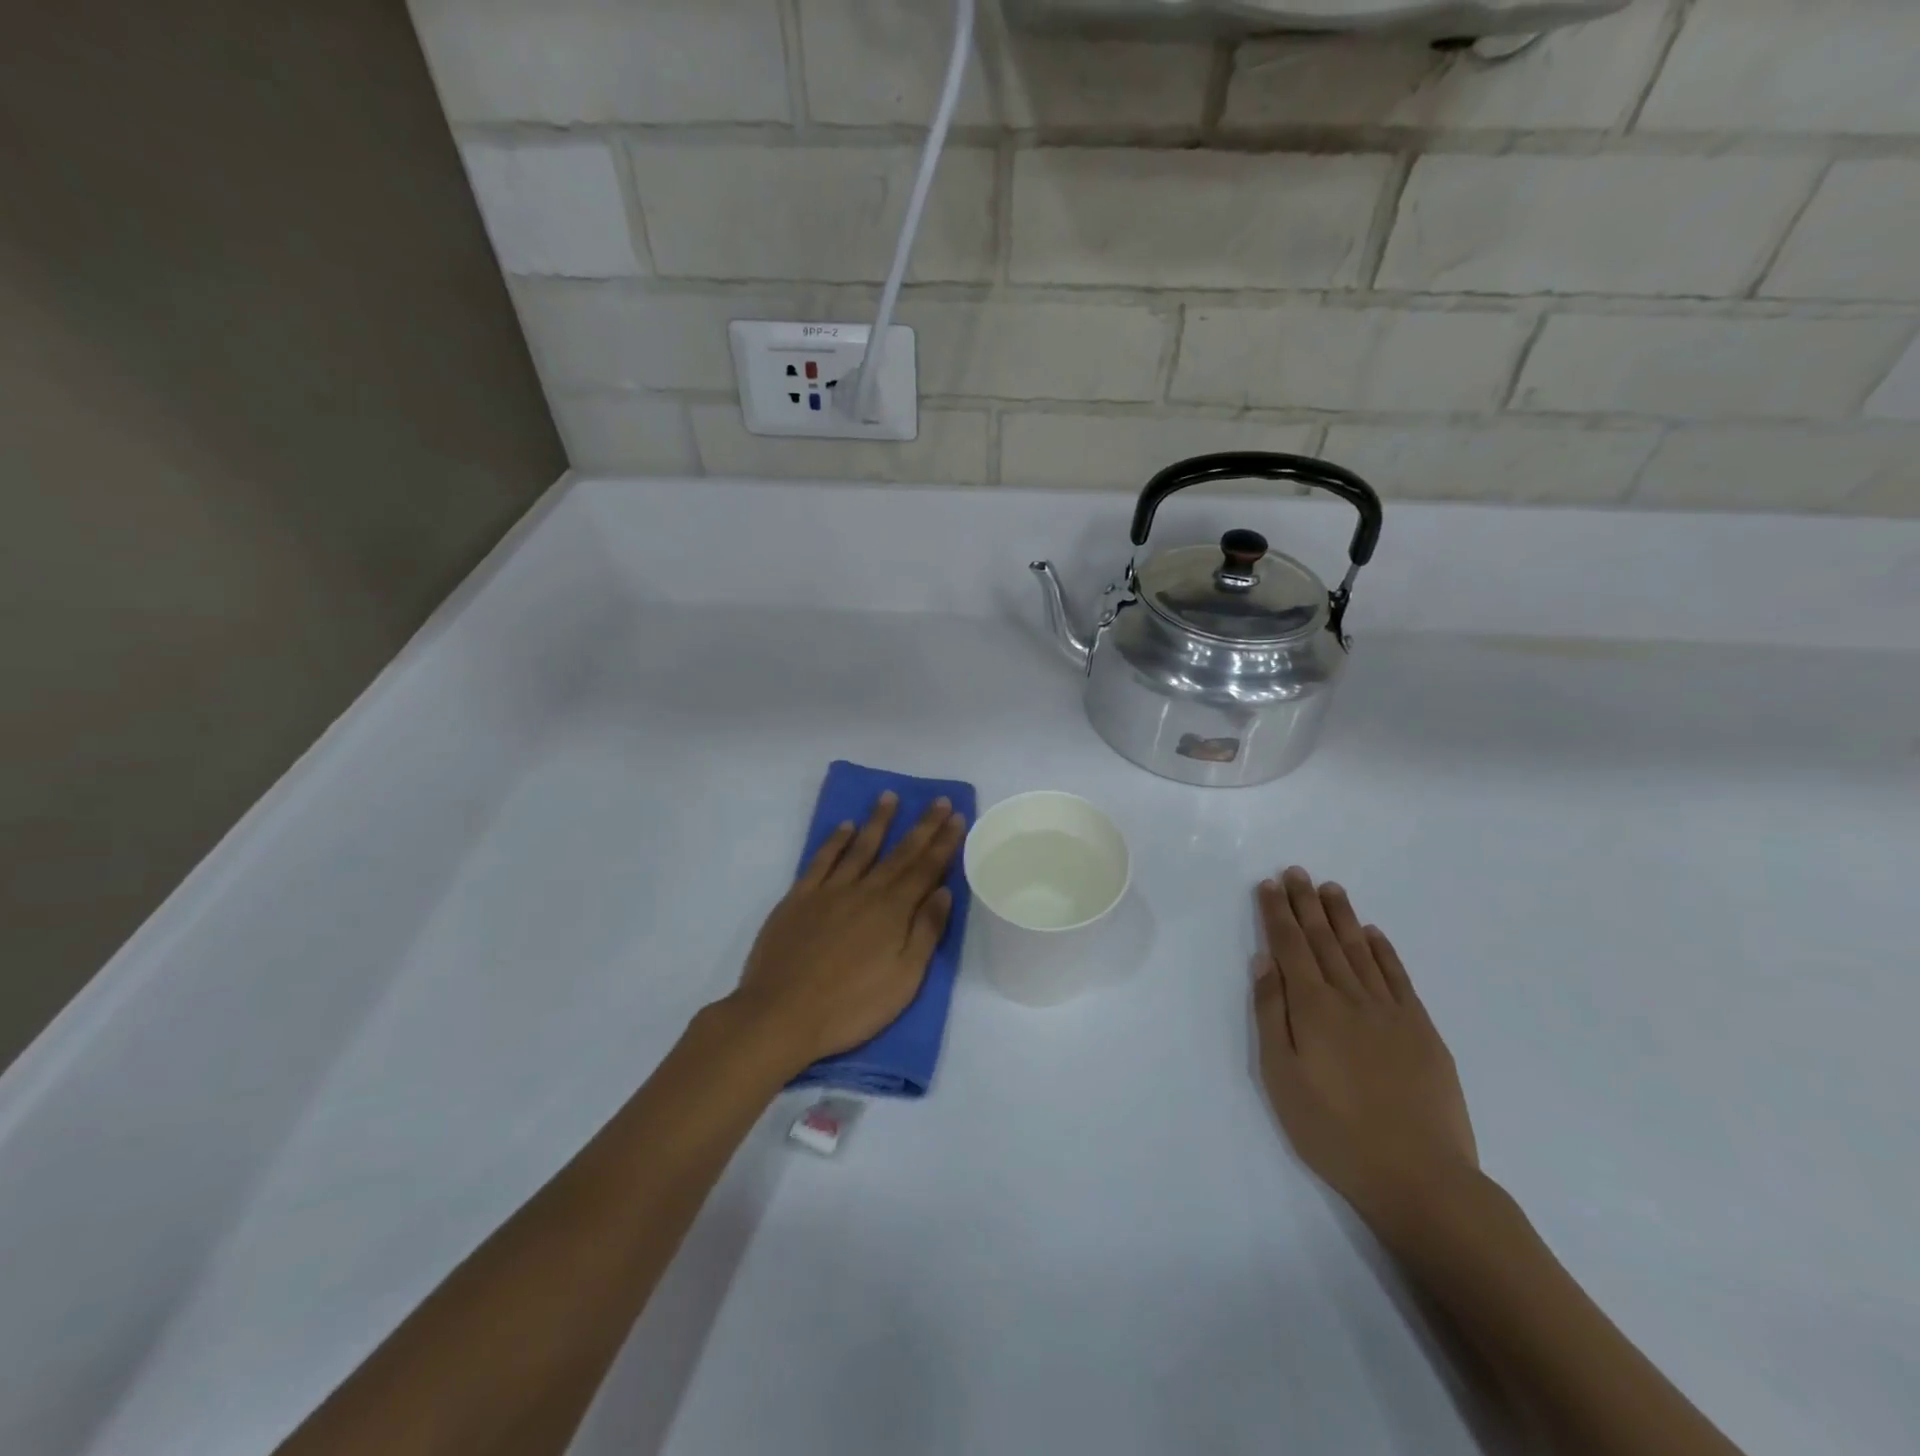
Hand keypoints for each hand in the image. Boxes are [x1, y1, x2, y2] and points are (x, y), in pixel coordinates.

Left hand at [728, 792, 966, 1073]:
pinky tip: (845, 827)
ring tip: (890, 797)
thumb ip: (925, 932)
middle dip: (922, 826)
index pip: (925, 868)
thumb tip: (942, 891)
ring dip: (878, 821)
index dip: (943, 842)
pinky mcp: (798, 898)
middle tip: (937, 800)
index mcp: (893, 911)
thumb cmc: (851, 1006)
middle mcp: (865, 891)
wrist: (781, 1014)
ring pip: (860, 847)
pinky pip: (821, 860)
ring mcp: (829, 891)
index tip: (955, 817)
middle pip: (899, 853)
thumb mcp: (904, 980)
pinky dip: (835, 841)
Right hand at [1254, 867, 1477, 1225]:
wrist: (1421, 1178)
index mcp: (1313, 1008)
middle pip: (1324, 939)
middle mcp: (1351, 998)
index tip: (1269, 885)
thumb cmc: (1334, 1132)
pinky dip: (1383, 950)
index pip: (1290, 946)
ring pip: (1360, 950)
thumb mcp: (1282, 1078)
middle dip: (1306, 904)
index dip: (1278, 913)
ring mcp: (1391, 1012)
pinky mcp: (1422, 1031)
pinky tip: (1373, 933)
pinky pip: (1398, 977)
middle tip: (1297, 871)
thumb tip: (1265, 962)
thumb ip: (1272, 1015)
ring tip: (1330, 889)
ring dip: (1343, 917)